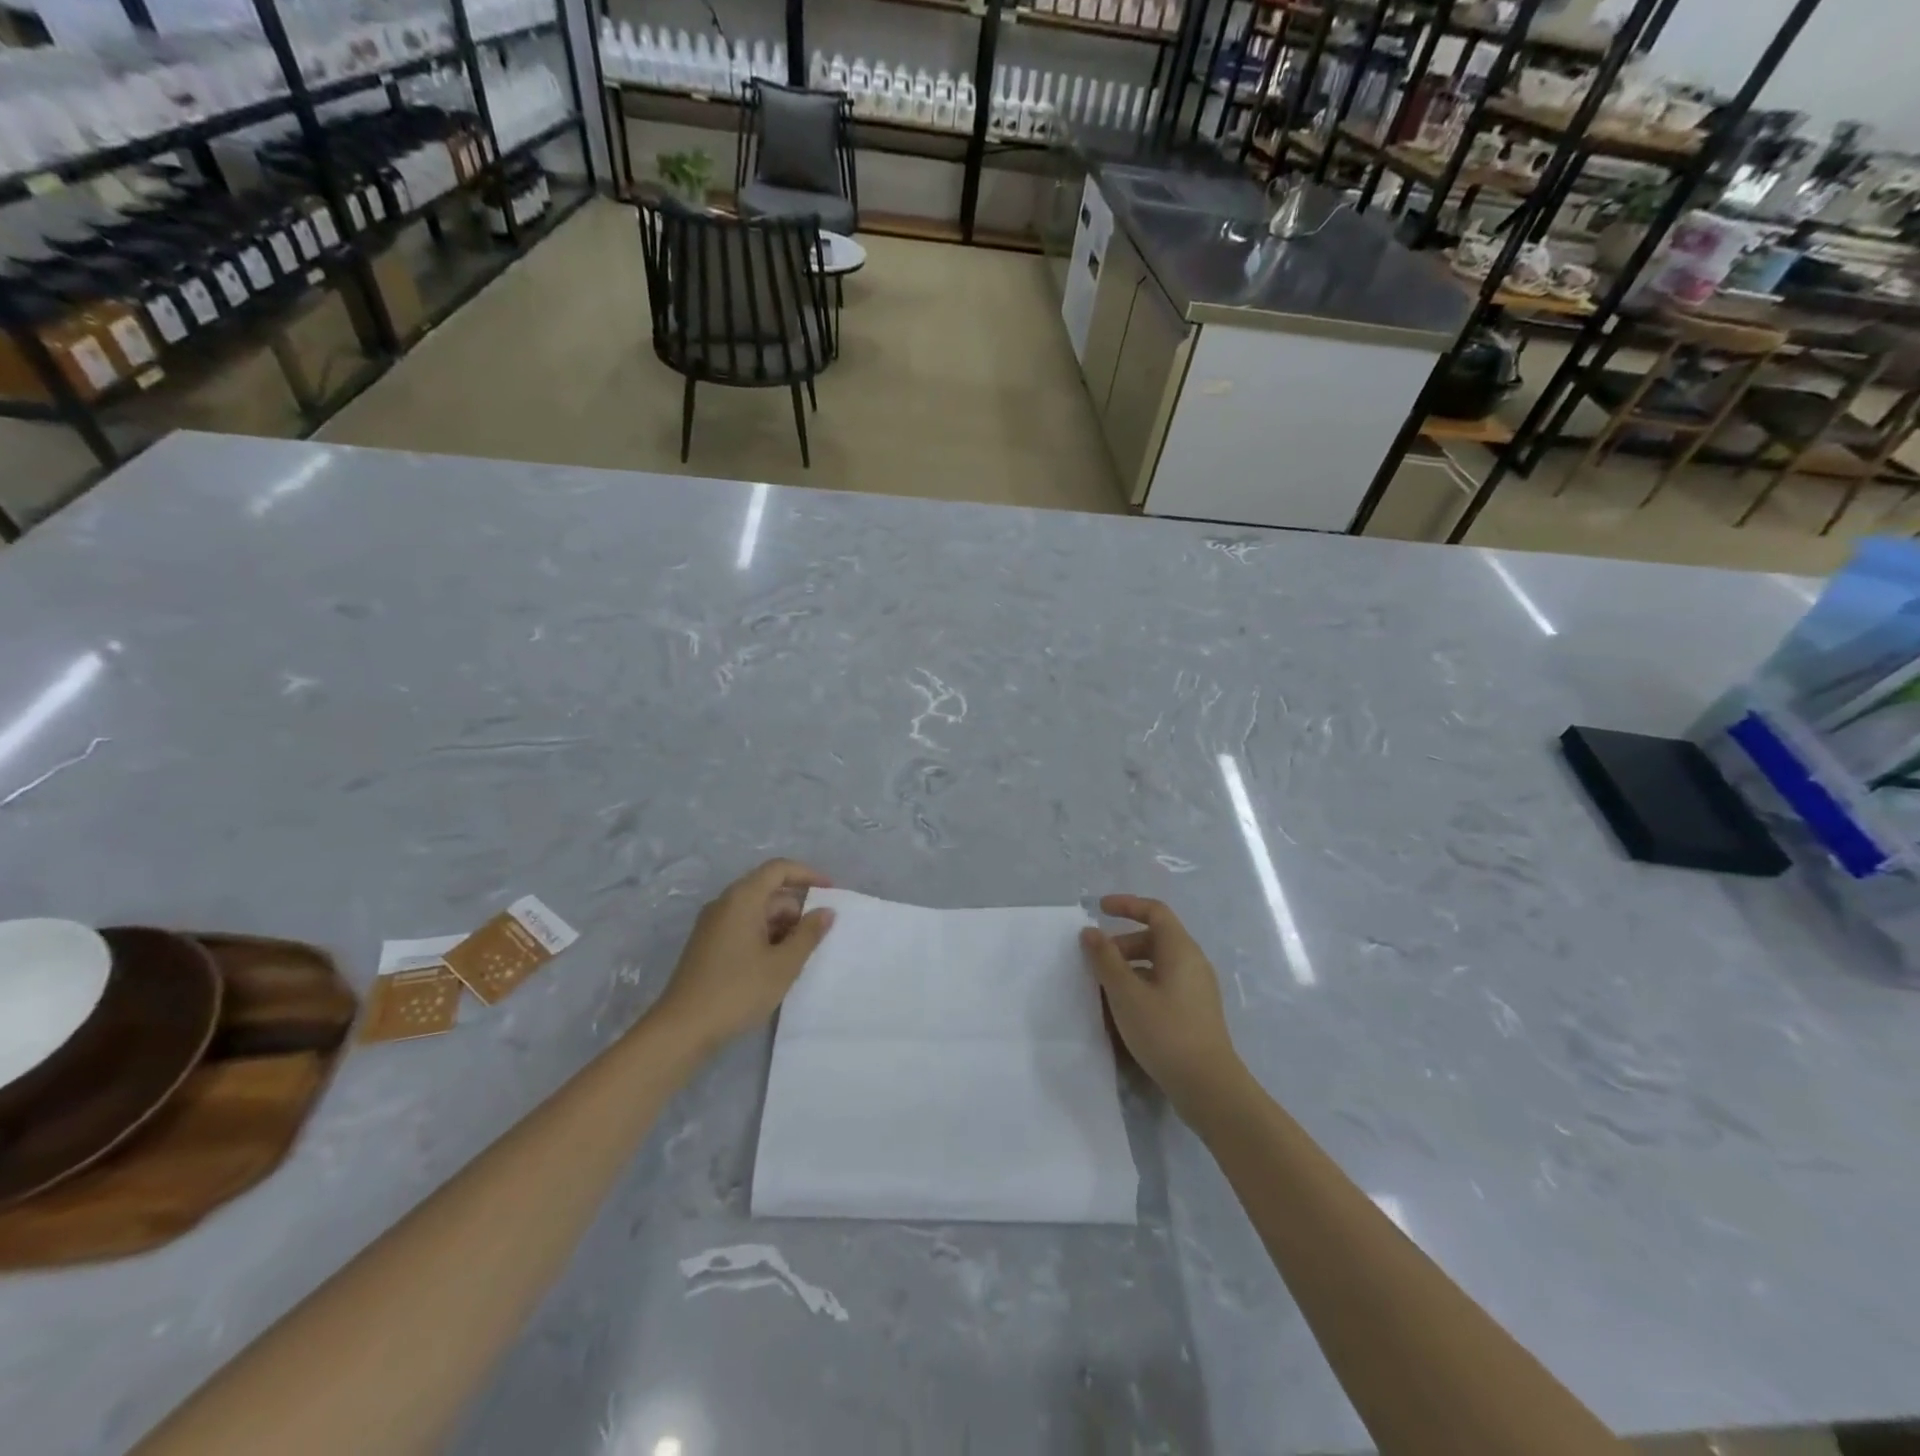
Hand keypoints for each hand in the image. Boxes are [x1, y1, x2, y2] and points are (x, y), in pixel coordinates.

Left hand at [654, 859, 834, 1054]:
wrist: (681, 1030)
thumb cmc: (737, 991)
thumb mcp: (783, 964)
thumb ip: (809, 934)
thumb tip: (826, 911)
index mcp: (742, 899)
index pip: (778, 869)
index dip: (807, 874)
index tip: (831, 891)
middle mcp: (724, 904)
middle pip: (768, 891)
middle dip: (797, 907)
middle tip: (821, 934)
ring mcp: (712, 925)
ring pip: (756, 912)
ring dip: (782, 926)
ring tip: (802, 954)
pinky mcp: (707, 945)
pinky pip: (743, 927)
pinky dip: (765, 937)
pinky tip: (777, 964)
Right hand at [1081, 895, 1244, 1112]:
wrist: (1208, 1087)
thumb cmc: (1165, 1031)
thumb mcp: (1126, 994)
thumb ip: (1105, 959)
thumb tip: (1090, 932)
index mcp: (1180, 949)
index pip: (1155, 911)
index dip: (1127, 905)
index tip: (1099, 909)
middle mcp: (1193, 962)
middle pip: (1155, 938)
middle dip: (1122, 943)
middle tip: (1096, 961)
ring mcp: (1197, 988)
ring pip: (1158, 964)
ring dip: (1129, 968)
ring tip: (1105, 989)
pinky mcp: (1195, 1011)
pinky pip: (1164, 984)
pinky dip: (1141, 986)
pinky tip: (1124, 1011)